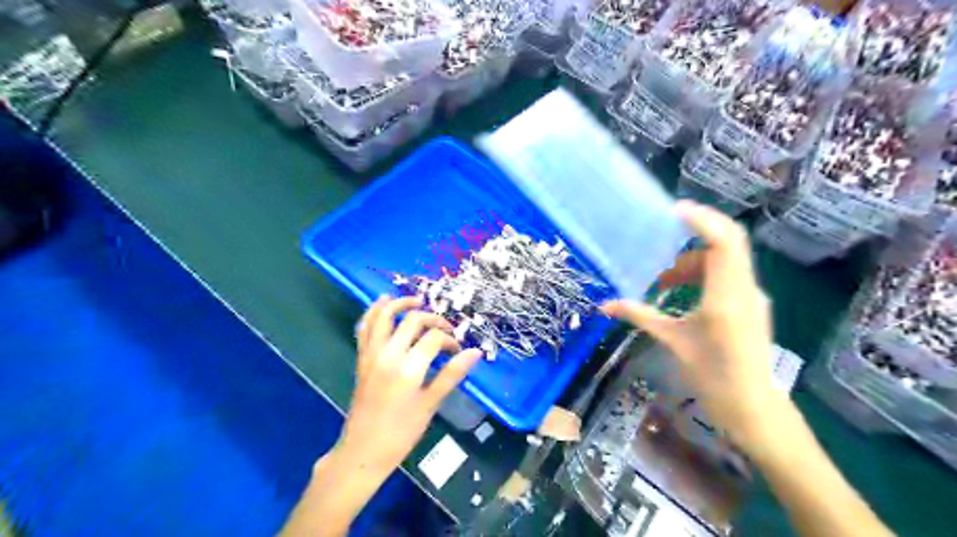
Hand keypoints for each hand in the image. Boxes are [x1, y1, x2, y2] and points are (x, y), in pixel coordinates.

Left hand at [336, 296, 487, 474]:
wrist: (363, 451)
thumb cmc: (401, 432)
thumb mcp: (431, 404)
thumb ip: (452, 374)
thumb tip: (476, 352)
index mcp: (408, 368)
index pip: (434, 338)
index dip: (450, 340)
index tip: (458, 351)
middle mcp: (388, 354)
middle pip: (412, 320)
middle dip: (432, 319)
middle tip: (445, 329)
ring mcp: (371, 354)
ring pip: (383, 316)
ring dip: (399, 303)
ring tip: (416, 300)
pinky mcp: (361, 358)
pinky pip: (364, 327)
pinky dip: (373, 312)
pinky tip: (383, 303)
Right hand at [605, 201, 784, 448]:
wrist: (752, 406)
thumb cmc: (711, 376)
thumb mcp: (672, 341)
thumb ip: (639, 316)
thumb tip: (604, 305)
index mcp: (724, 297)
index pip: (723, 242)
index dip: (701, 220)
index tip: (673, 211)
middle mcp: (744, 289)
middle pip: (727, 241)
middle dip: (695, 233)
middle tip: (664, 234)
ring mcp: (751, 294)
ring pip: (726, 257)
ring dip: (693, 258)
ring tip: (664, 278)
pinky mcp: (750, 302)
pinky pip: (727, 272)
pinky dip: (702, 271)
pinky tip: (680, 290)